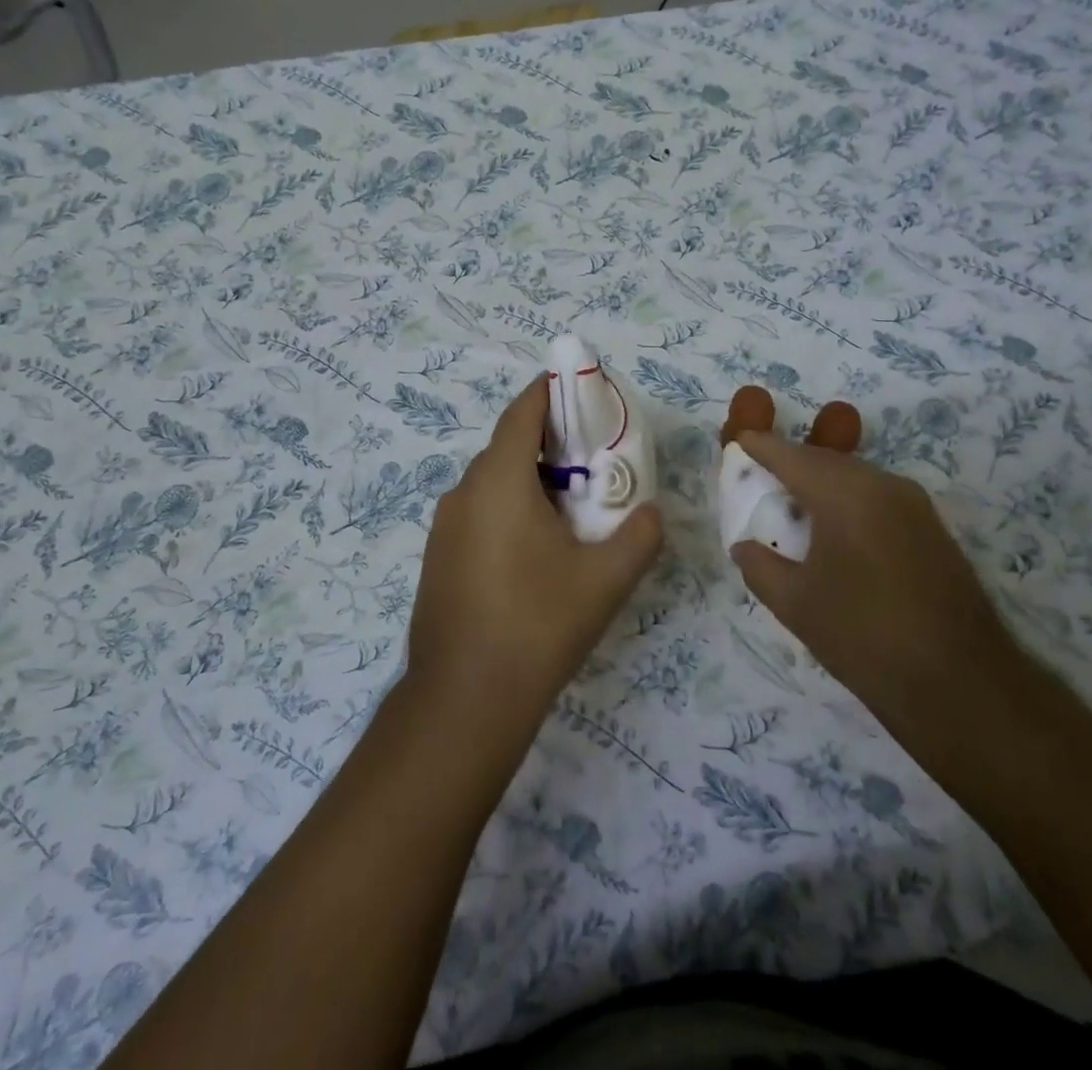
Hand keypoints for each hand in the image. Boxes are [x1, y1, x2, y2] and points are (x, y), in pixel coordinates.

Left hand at [408, 375, 663, 732]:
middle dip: (550, 441)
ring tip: (572, 507)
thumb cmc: (537, 625)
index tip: (583, 390)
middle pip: (509, 445)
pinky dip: (509, 508)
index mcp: (499, 480)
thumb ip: (640, 535)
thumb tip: (653, 513)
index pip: (523, 411)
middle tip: (594, 460)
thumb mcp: (605, 579)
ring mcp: (444, 526)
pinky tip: (536, 549)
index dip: (551, 392)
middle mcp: (463, 492)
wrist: (464, 700)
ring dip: (530, 479)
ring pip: (493, 482)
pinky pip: (479, 512)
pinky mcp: (438, 557)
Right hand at [729, 431, 1024, 747]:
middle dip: (790, 463)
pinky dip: (846, 500)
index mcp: (845, 494)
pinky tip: (833, 529)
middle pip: (825, 461)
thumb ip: (759, 566)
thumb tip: (744, 546)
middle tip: (759, 477)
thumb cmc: (865, 638)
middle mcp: (882, 485)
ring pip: (854, 477)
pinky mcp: (931, 527)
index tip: (738, 444)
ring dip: (820, 483)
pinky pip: (876, 496)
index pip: (791, 456)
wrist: (962, 685)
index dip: (761, 447)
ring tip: (791, 504)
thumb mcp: (795, 604)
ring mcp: (913, 504)